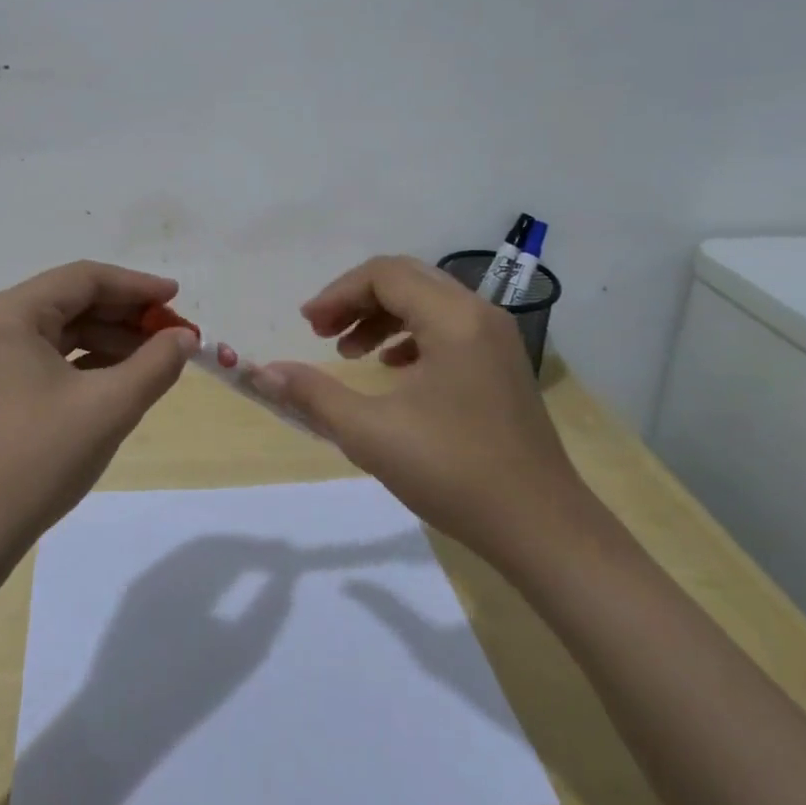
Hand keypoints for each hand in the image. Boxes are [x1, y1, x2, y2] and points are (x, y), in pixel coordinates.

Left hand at [0, 261, 198, 551]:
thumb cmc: (41, 458)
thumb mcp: (110, 406)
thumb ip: (156, 363)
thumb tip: (186, 337)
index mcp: (11, 314)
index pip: (83, 279)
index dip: (136, 286)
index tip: (177, 297)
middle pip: (73, 301)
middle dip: (126, 314)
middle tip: (174, 331)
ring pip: (64, 329)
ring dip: (112, 338)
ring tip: (157, 356)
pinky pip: (51, 356)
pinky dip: (89, 361)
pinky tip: (124, 375)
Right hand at [253, 255, 590, 569]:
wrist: (542, 529)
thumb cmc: (454, 473)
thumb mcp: (371, 433)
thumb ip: (313, 395)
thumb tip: (263, 372)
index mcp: (453, 318)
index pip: (384, 275)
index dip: (337, 293)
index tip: (307, 326)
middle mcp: (479, 314)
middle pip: (406, 280)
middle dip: (357, 300)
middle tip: (321, 333)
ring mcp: (496, 339)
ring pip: (427, 302)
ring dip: (381, 317)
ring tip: (350, 353)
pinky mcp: (501, 365)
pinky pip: (447, 327)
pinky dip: (410, 336)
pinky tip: (392, 369)